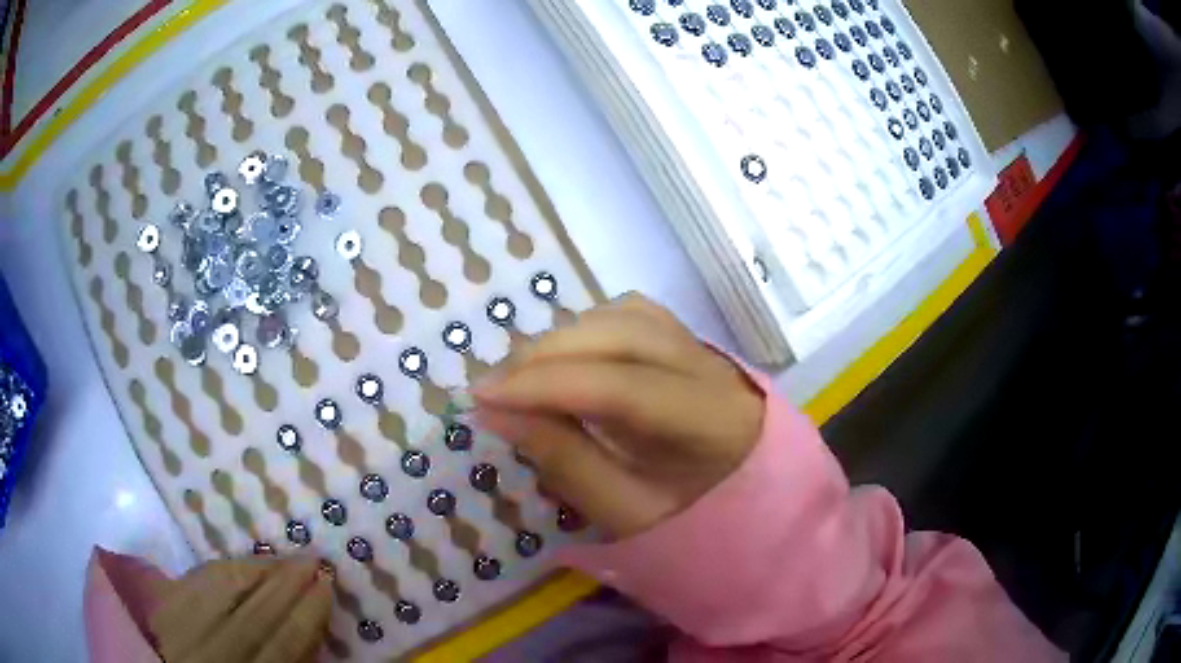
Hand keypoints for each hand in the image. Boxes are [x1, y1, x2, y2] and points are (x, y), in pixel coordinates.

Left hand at [147, 557, 331, 662]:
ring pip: (219, 589)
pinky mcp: (156, 605)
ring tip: (281, 558)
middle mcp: (208, 653)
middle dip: (286, 586)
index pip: (281, 647)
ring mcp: (176, 626)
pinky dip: (219, 567)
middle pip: (252, 615)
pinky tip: (238, 562)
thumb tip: (311, 631)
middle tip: (312, 560)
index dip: (307, 616)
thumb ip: (283, 661)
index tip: (327, 587)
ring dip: (255, 570)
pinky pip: (192, 579)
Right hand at [473, 294, 763, 537]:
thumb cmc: (690, 520)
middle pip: (622, 334)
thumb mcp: (624, 511)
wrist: (750, 503)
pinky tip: (565, 357)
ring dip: (564, 338)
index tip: (482, 397)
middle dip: (546, 354)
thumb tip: (495, 411)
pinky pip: (631, 315)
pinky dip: (587, 329)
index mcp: (711, 421)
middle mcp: (712, 368)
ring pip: (624, 316)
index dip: (546, 386)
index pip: (622, 387)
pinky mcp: (688, 341)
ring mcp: (702, 347)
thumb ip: (564, 459)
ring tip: (522, 375)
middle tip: (492, 387)